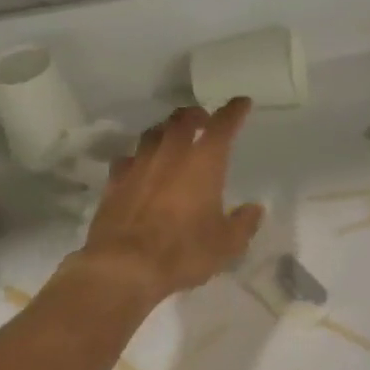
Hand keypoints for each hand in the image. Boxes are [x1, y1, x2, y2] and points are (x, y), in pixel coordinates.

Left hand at [79, 98, 264, 303]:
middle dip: (196, 114)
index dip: (234, 111)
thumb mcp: (227, 244)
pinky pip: (129, 158)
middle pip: (183, 119)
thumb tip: (254, 209)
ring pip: (154, 133)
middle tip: (204, 119)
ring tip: (173, 138)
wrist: (124, 266)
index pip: (223, 124)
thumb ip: (243, 224)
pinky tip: (141, 167)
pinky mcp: (115, 182)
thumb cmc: (183, 251)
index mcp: (204, 161)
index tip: (242, 103)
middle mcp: (171, 153)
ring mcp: (139, 164)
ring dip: (167, 130)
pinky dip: (140, 157)